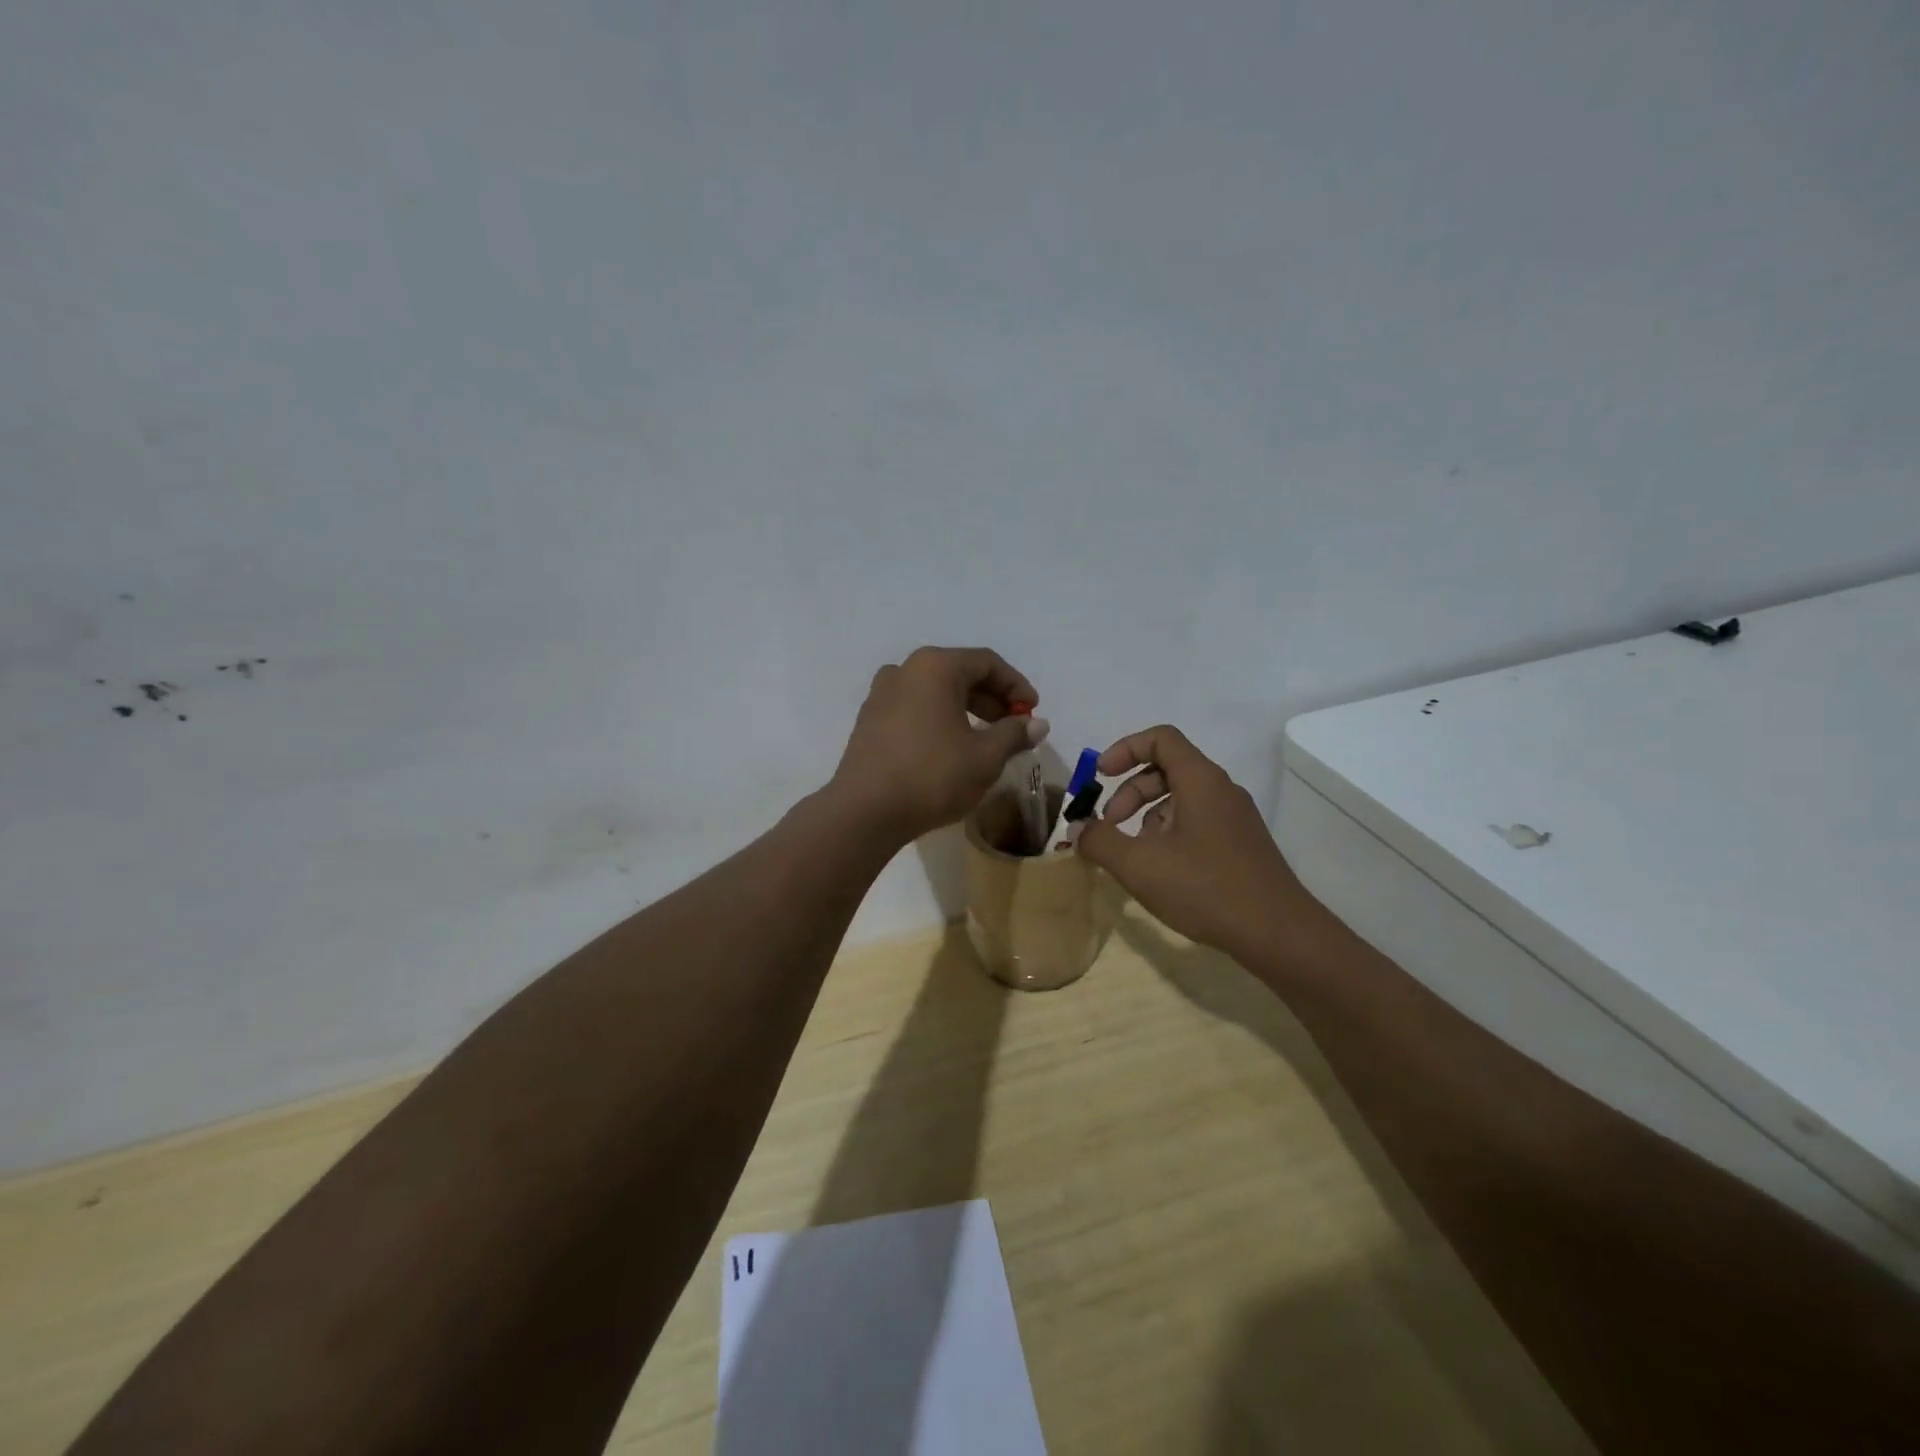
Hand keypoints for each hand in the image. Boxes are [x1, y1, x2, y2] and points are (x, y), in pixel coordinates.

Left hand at [828, 647, 1048, 844]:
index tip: (1033, 713)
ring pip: (935, 691)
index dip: (1016, 686)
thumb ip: (1014, 735)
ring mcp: (882, 694)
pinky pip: (915, 707)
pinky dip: (940, 719)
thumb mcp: (985, 757)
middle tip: (1013, 727)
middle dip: (992, 699)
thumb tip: (1038, 724)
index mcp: (935, 667)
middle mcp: (905, 670)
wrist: (865, 811)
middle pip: (959, 673)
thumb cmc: (932, 776)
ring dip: (966, 710)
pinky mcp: (869, 719)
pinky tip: (951, 747)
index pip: (987, 662)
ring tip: (986, 740)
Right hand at [1075, 725, 1311, 961]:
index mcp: (1200, 780)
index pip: (1160, 738)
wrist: (1277, 933)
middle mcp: (1221, 790)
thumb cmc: (1205, 888)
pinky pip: (1197, 821)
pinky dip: (1169, 832)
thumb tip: (1078, 830)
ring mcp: (1235, 817)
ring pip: (1181, 798)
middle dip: (1130, 791)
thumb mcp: (1139, 865)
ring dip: (1147, 815)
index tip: (1100, 776)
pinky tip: (1161, 870)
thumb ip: (1100, 841)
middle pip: (1167, 769)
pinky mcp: (1240, 844)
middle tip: (1110, 825)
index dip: (1124, 749)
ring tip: (1133, 853)